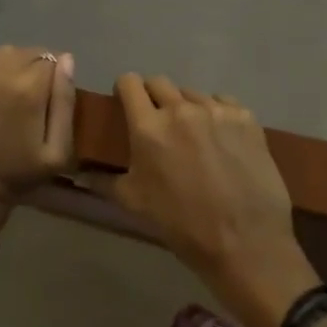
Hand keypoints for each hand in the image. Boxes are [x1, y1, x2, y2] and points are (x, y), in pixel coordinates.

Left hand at [0, 46, 75, 235]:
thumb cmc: (17, 174)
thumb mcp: (57, 151)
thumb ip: (65, 102)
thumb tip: (66, 60)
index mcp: (28, 88)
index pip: (50, 59)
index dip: (51, 77)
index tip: (46, 95)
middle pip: (25, 52)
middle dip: (32, 68)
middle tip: (26, 94)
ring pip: (0, 52)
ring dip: (8, 65)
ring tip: (5, 89)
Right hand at [90, 75, 320, 326]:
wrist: (246, 244)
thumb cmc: (182, 226)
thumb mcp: (135, 204)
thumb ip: (104, 181)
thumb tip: (81, 173)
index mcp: (148, 127)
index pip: (129, 83)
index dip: (124, 90)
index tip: (126, 104)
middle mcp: (180, 109)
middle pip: (159, 83)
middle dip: (153, 97)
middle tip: (158, 123)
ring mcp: (216, 110)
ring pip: (192, 94)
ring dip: (187, 108)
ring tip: (194, 137)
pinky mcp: (245, 117)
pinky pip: (223, 103)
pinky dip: (217, 114)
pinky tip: (222, 140)